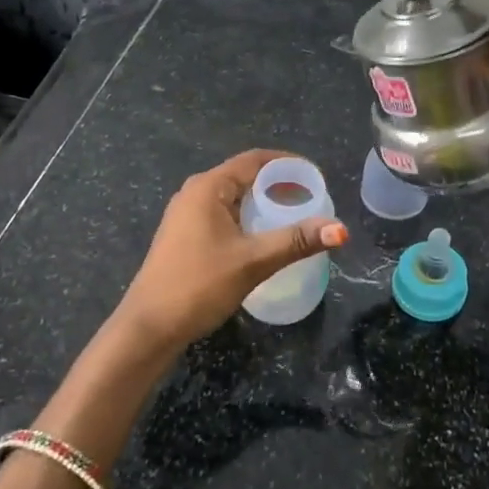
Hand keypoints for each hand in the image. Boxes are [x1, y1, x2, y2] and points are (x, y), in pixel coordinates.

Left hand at [112, 149, 347, 351]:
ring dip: (262, 203)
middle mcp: (194, 193)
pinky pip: (223, 214)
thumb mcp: (253, 261)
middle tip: (311, 199)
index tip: (316, 176)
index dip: (287, 164)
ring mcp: (186, 215)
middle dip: (278, 184)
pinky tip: (262, 237)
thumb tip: (340, 229)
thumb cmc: (199, 285)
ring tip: (294, 216)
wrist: (148, 328)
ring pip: (233, 198)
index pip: (254, 160)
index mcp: (208, 187)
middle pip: (244, 176)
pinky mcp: (184, 236)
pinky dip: (247, 218)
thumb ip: (296, 241)